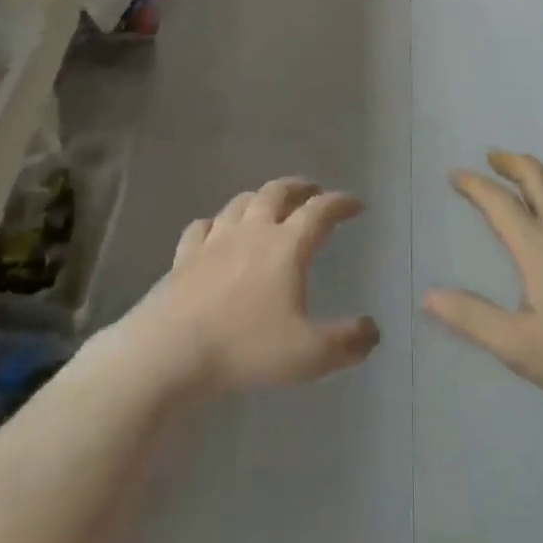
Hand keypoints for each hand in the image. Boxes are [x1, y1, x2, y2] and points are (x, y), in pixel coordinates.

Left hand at [129, 178, 380, 397]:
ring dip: (260, 198)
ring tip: (269, 205)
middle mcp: (251, 232)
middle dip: (299, 187)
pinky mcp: (183, 257)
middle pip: (277, 193)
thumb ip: (347, 342)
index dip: (340, 203)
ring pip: (240, 203)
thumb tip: (372, 330)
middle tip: (313, 190)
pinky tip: (215, 231)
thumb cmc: (245, 348)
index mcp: (286, 246)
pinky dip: (215, 223)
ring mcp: (213, 241)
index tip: (356, 203)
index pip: (320, 212)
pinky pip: (201, 227)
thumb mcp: (309, 355)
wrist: (169, 352)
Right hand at [423, 152, 542, 411]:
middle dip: (513, 162)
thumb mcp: (522, 347)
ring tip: (538, 173)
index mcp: (537, 245)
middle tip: (495, 158)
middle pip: (537, 176)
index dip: (474, 184)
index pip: (498, 202)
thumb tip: (428, 295)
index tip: (457, 175)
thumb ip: (473, 319)